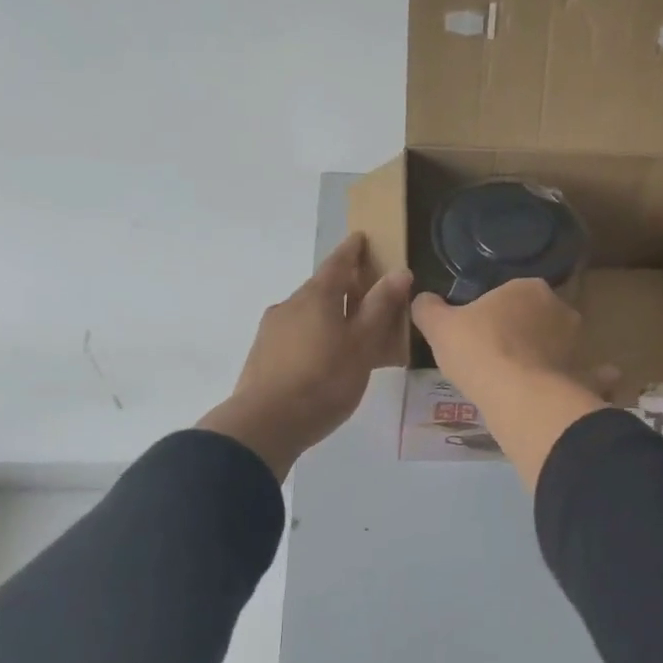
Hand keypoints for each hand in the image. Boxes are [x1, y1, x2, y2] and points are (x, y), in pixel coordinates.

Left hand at [198, 234, 411, 481]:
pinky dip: (314, 335)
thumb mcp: (362, 344)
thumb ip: (380, 307)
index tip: (361, 238)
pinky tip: (325, 357)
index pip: (337, 263)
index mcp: (316, 296)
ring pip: (307, 313)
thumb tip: (399, 271)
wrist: (266, 424)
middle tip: (367, 293)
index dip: (352, 250)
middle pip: (320, 288)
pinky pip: (296, 334)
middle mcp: (289, 305)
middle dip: (343, 286)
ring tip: (350, 332)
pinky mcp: (263, 355)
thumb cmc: (324, 380)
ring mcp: (271, 330)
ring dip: (328, 314)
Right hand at [410, 278, 582, 399]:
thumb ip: (428, 309)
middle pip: (537, 317)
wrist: (517, 395)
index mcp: (527, 288)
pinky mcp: (584, 374)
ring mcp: (577, 343)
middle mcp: (559, 308)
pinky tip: (584, 389)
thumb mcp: (439, 326)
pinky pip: (590, 374)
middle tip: (496, 356)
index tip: (477, 332)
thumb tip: (422, 300)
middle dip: (523, 332)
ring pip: (561, 345)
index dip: (493, 312)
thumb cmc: (477, 350)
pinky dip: (592, 378)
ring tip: (525, 378)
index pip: (510, 293)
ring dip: (551, 355)